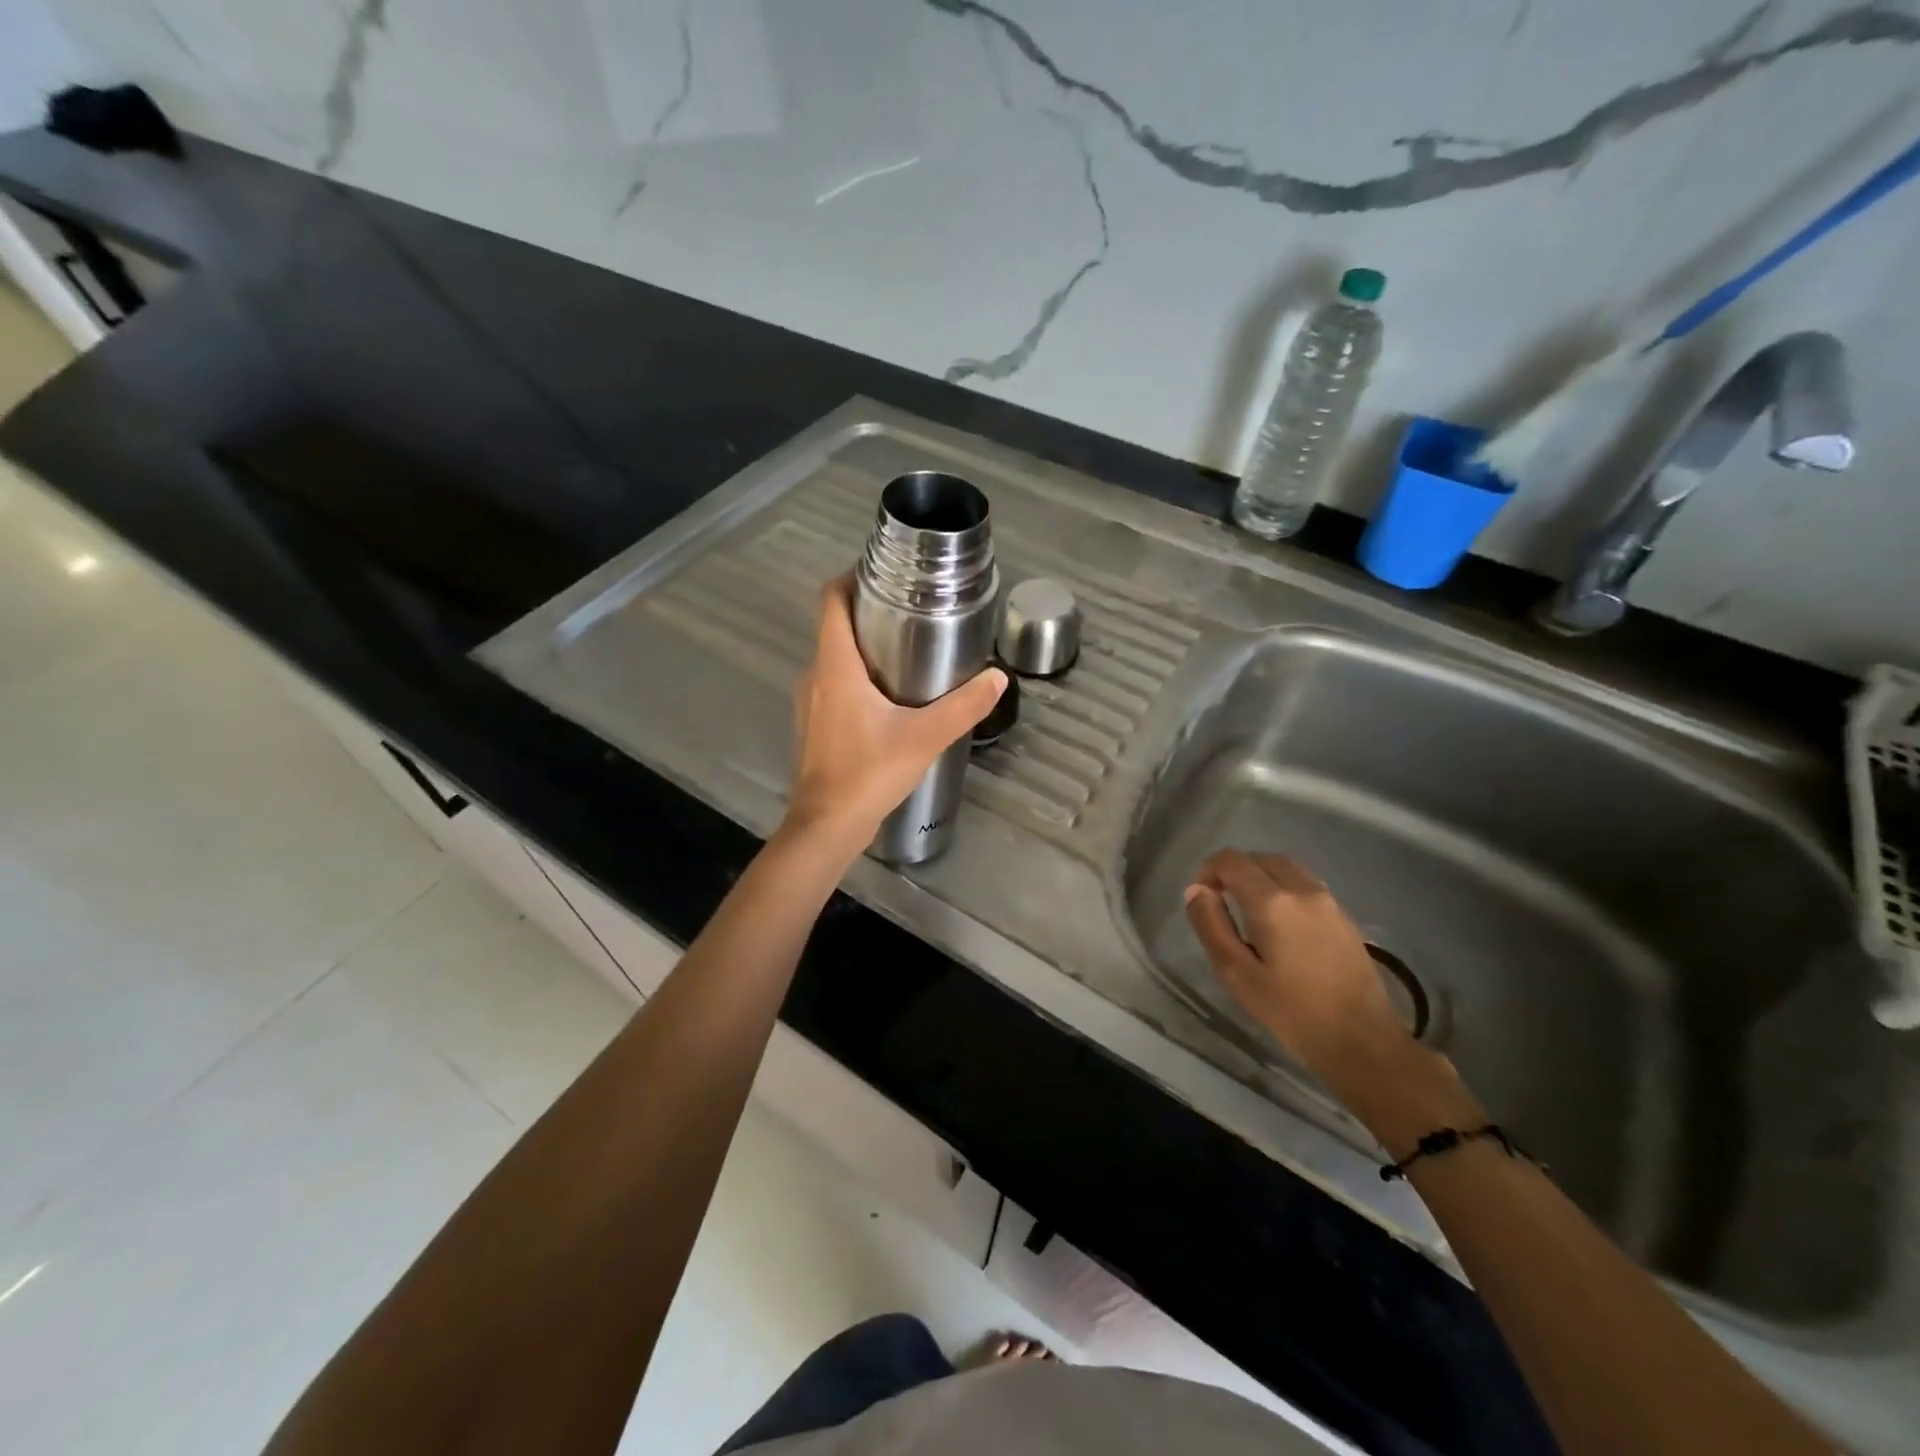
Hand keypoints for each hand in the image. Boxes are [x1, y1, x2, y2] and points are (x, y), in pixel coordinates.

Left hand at [782, 576, 1005, 854]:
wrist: (827, 826)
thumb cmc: (869, 774)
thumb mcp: (924, 737)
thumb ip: (964, 707)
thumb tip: (998, 678)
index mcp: (835, 667)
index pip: (831, 600)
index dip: (852, 578)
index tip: (885, 574)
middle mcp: (815, 676)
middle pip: (835, 626)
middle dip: (869, 611)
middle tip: (912, 611)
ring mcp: (810, 702)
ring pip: (835, 657)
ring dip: (864, 646)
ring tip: (908, 650)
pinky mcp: (815, 725)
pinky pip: (834, 684)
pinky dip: (858, 676)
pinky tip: (890, 697)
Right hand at [1183, 849, 1410, 1089]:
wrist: (1362, 1041)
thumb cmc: (1291, 1011)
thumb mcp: (1236, 973)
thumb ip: (1211, 925)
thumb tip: (1196, 891)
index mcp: (1272, 901)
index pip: (1230, 860)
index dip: (1207, 870)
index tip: (1200, 898)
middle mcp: (1302, 889)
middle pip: (1259, 857)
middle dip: (1232, 871)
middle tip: (1219, 901)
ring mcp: (1328, 900)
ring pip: (1285, 866)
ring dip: (1259, 875)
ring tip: (1246, 909)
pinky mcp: (1344, 915)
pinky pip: (1305, 883)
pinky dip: (1282, 886)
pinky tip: (1279, 921)